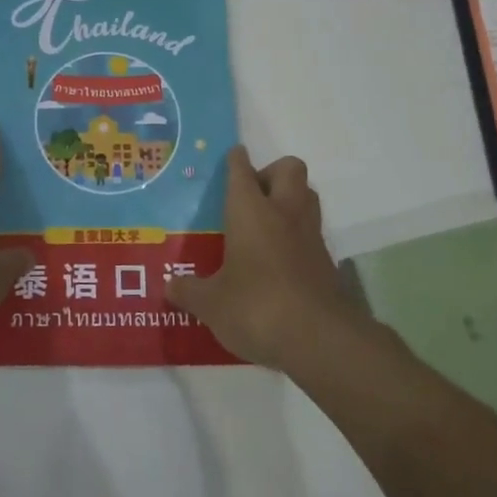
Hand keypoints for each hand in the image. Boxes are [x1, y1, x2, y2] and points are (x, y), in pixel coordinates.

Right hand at [165, 147, 355, 370]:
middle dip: (271, 173)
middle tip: (250, 196)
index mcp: (250, 211)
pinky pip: (312, 232)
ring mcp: (310, 236)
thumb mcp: (211, 304)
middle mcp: (284, 213)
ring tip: (265, 224)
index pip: (242, 170)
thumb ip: (189, 291)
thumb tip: (169, 287)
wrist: (318, 340)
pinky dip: (298, 236)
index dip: (235, 160)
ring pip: (307, 196)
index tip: (232, 156)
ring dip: (290, 200)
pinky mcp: (327, 262)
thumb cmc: (256, 307)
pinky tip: (279, 261)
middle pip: (289, 169)